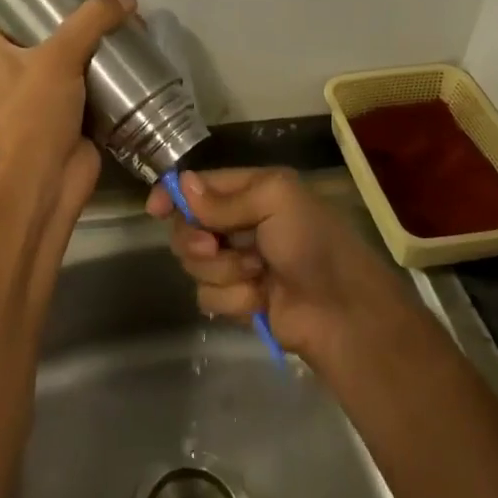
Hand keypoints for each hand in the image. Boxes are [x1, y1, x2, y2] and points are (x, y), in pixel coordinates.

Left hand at [0, 0, 135, 265]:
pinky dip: (114, 76)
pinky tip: (138, 59)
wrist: (47, 180)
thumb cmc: (36, 114)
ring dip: (103, 48)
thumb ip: (91, 21)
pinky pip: (96, 84)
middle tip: (117, 5)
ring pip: (79, 58)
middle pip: (55, 33)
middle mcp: (19, 68)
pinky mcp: (75, 113)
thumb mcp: (59, 57)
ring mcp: (48, 92)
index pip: (15, 11)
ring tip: (133, 26)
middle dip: (85, 21)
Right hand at [148, 167, 406, 367]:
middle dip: (198, 240)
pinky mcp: (239, 300)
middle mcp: (242, 224)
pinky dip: (234, 299)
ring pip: (195, 265)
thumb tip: (181, 185)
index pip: (200, 186)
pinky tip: (260, 300)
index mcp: (253, 191)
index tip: (155, 209)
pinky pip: (208, 297)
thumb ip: (224, 198)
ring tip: (256, 275)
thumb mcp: (275, 200)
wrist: (342, 312)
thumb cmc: (312, 244)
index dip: (174, 195)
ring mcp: (239, 263)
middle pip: (189, 227)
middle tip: (215, 247)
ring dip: (223, 272)